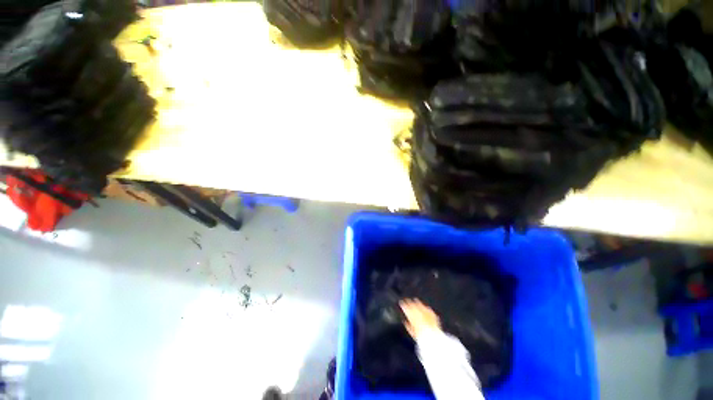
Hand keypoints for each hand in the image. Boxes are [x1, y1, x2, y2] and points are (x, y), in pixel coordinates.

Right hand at [400, 299, 440, 339]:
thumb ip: (408, 326)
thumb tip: (405, 322)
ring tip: (415, 300)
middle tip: (407, 300)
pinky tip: (426, 307)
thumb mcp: (412, 333)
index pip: (406, 309)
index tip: (401, 303)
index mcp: (413, 317)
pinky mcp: (432, 315)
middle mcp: (419, 313)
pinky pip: (429, 309)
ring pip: (420, 305)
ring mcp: (426, 313)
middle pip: (413, 305)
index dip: (403, 305)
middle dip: (409, 302)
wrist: (433, 338)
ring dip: (417, 302)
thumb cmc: (421, 337)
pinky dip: (426, 308)